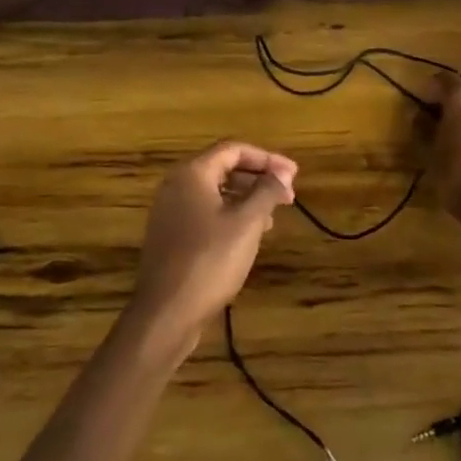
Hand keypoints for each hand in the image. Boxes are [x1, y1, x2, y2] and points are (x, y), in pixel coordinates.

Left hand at [129, 141, 297, 351]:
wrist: (166, 311)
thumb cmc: (210, 260)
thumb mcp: (246, 223)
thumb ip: (266, 192)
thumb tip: (282, 172)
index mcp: (192, 173)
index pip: (233, 149)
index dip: (267, 158)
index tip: (294, 175)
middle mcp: (176, 185)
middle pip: (223, 168)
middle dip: (258, 178)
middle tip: (288, 196)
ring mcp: (170, 211)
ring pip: (215, 192)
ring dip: (246, 198)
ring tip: (273, 217)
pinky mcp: (171, 235)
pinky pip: (205, 212)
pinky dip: (230, 215)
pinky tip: (248, 235)